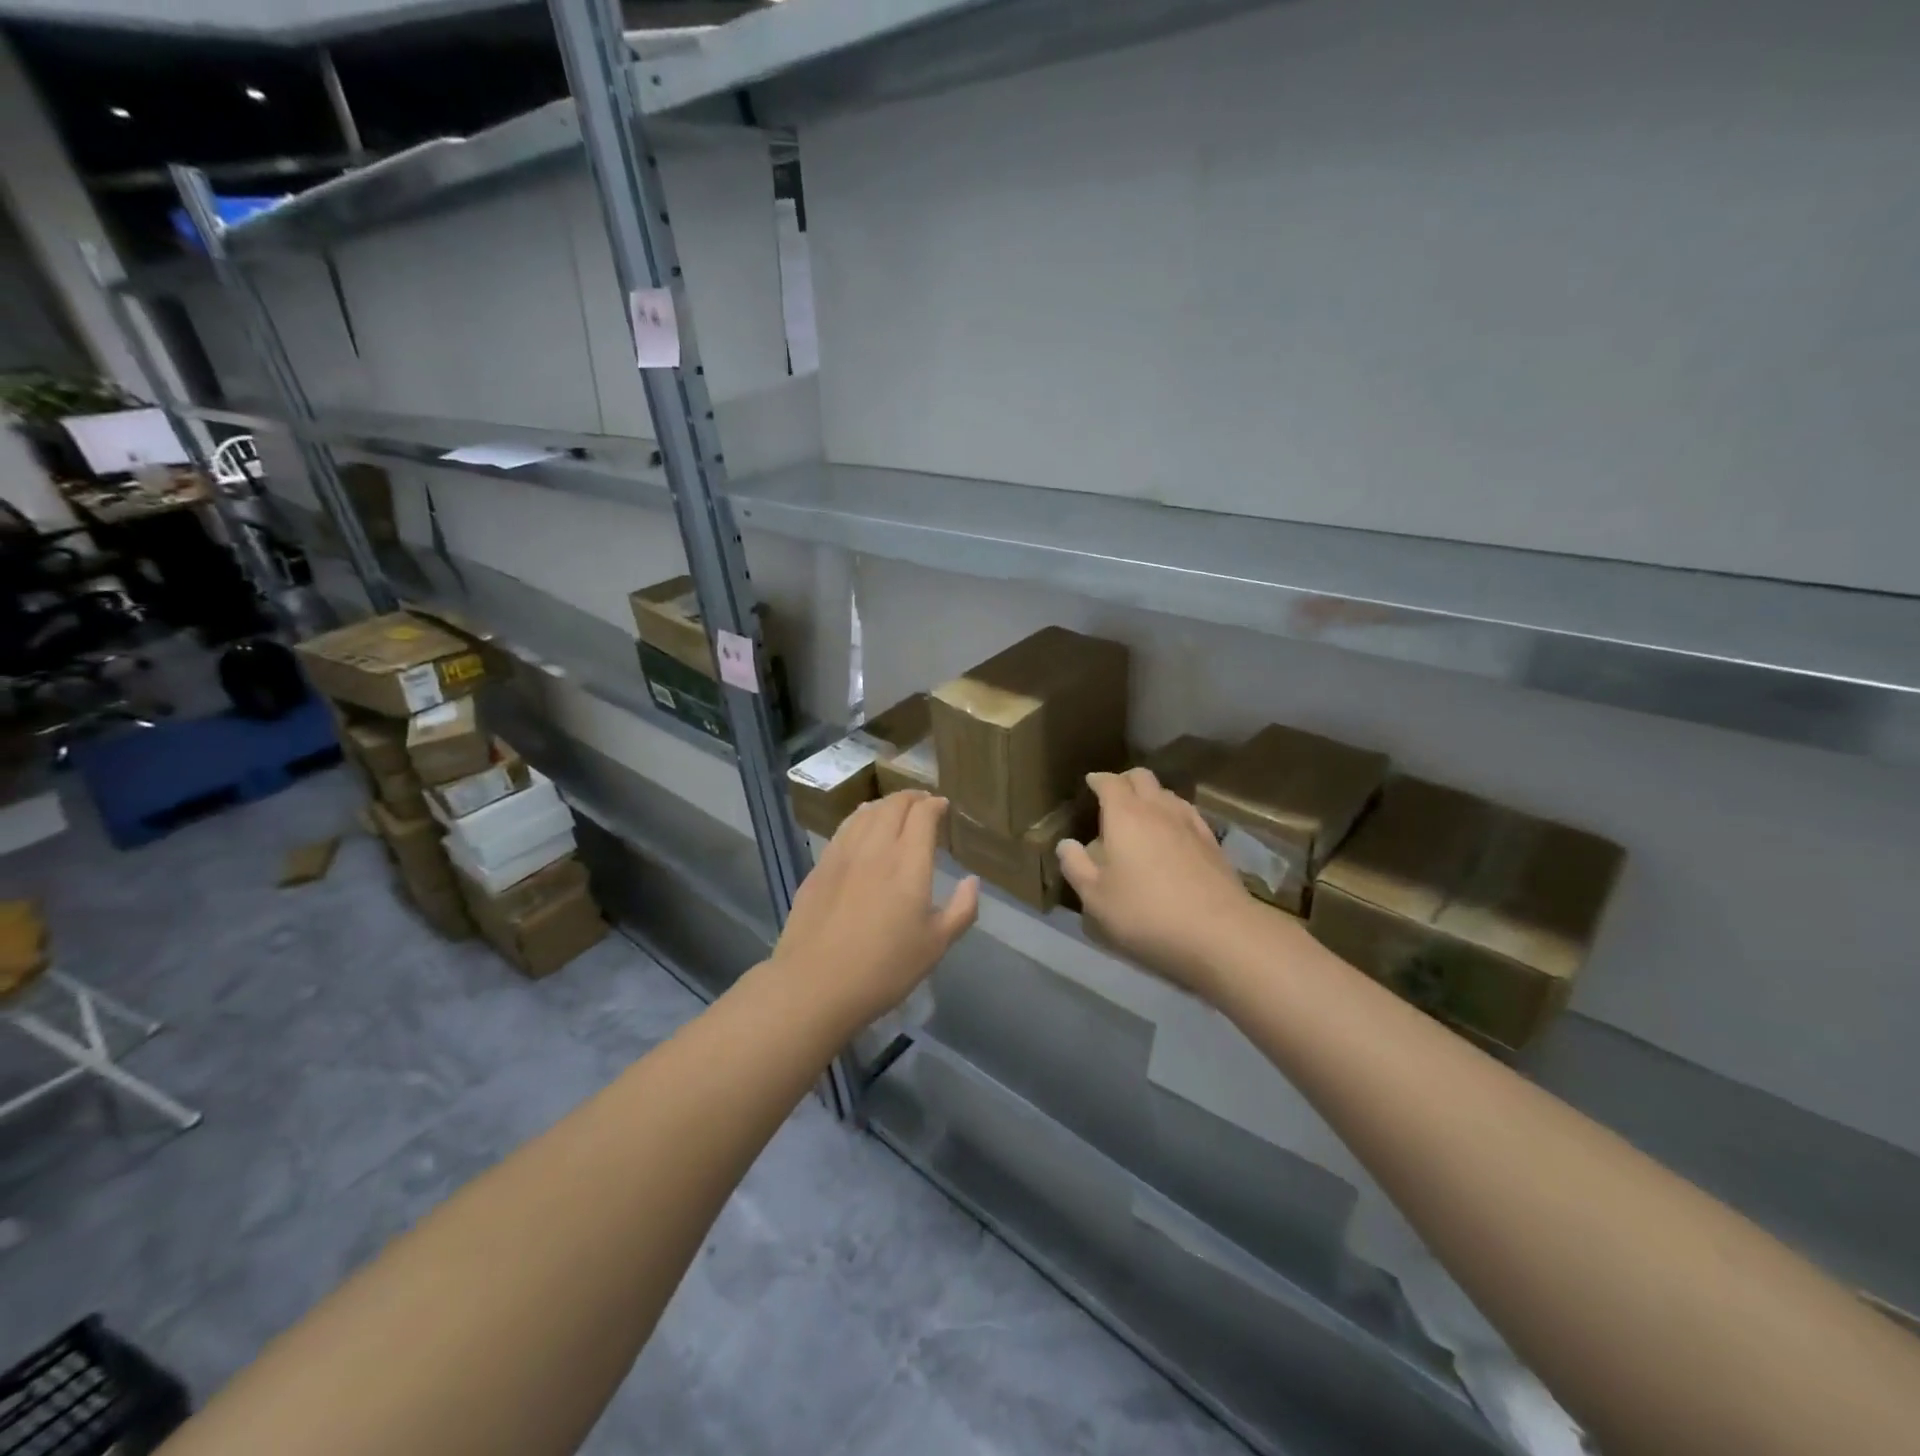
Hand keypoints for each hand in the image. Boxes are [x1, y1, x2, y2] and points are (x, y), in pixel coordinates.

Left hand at [774, 791, 978, 1029]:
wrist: (815, 985)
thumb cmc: (884, 969)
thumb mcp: (935, 945)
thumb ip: (961, 909)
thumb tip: (972, 881)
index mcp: (908, 863)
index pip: (923, 815)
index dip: (935, 804)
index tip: (943, 806)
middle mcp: (876, 848)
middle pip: (893, 805)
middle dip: (912, 797)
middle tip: (922, 802)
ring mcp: (843, 854)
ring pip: (865, 813)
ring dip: (885, 804)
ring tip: (894, 809)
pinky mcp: (819, 867)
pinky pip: (843, 829)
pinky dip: (859, 818)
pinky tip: (860, 827)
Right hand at [1057, 768, 1269, 1001]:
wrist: (1219, 933)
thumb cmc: (1146, 913)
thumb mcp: (1096, 897)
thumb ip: (1076, 866)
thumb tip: (1066, 844)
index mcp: (1125, 815)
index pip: (1110, 782)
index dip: (1098, 780)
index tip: (1090, 783)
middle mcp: (1158, 809)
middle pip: (1142, 778)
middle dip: (1125, 780)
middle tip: (1114, 795)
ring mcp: (1190, 823)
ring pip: (1168, 794)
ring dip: (1152, 796)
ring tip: (1142, 814)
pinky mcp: (1213, 843)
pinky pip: (1188, 814)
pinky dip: (1174, 815)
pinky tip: (1172, 835)